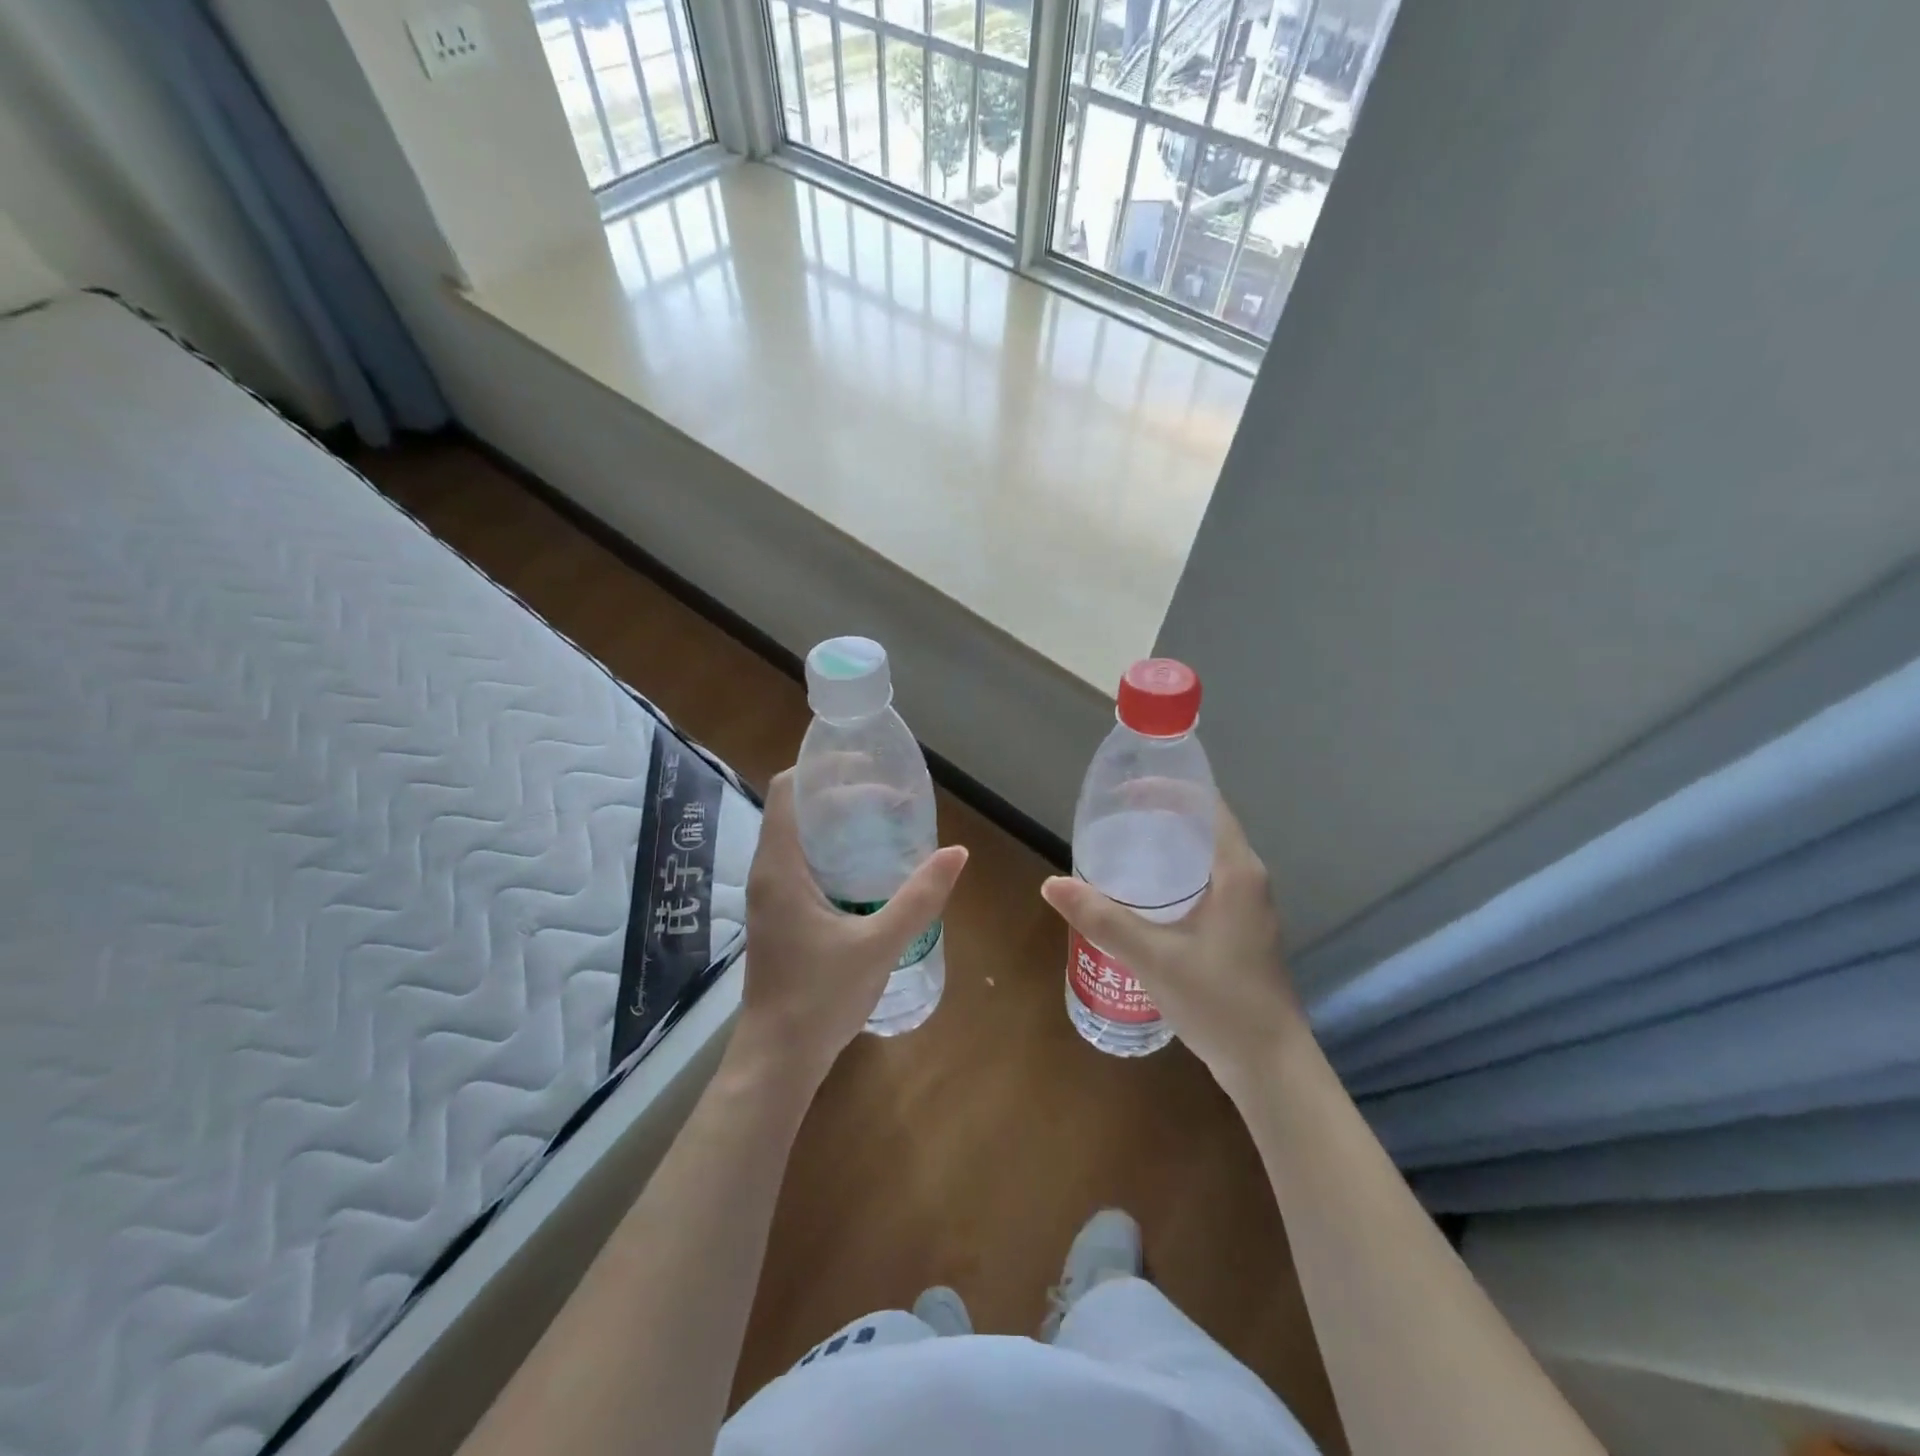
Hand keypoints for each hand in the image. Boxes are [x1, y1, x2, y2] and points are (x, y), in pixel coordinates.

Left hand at [732, 769, 967, 1092]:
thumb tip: (958, 853)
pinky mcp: (779, 916)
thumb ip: (919, 898)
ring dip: (836, 823)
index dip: (821, 768)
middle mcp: (767, 873)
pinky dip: (832, 851)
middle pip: (796, 809)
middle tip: (888, 795)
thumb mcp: (878, 944)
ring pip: (798, 837)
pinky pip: (802, 863)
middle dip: (839, 793)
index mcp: (780, 867)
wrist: (778, 1059)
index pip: (786, 790)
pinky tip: (868, 868)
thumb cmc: (821, 998)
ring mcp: (770, 896)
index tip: (865, 765)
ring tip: (883, 822)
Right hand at [1041, 800, 1305, 1091]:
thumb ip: (1102, 919)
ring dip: (1166, 847)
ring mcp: (1247, 907)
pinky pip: (1204, 883)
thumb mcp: (1153, 957)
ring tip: (1119, 849)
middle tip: (1111, 819)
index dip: (1167, 789)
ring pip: (1203, 858)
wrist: (1270, 1067)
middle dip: (1159, 816)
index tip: (1124, 790)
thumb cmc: (1219, 1002)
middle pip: (1203, 827)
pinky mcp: (1240, 931)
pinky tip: (1142, 897)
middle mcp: (1247, 880)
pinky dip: (1174, 876)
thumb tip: (1051, 884)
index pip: (1206, 806)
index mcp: (1236, 871)